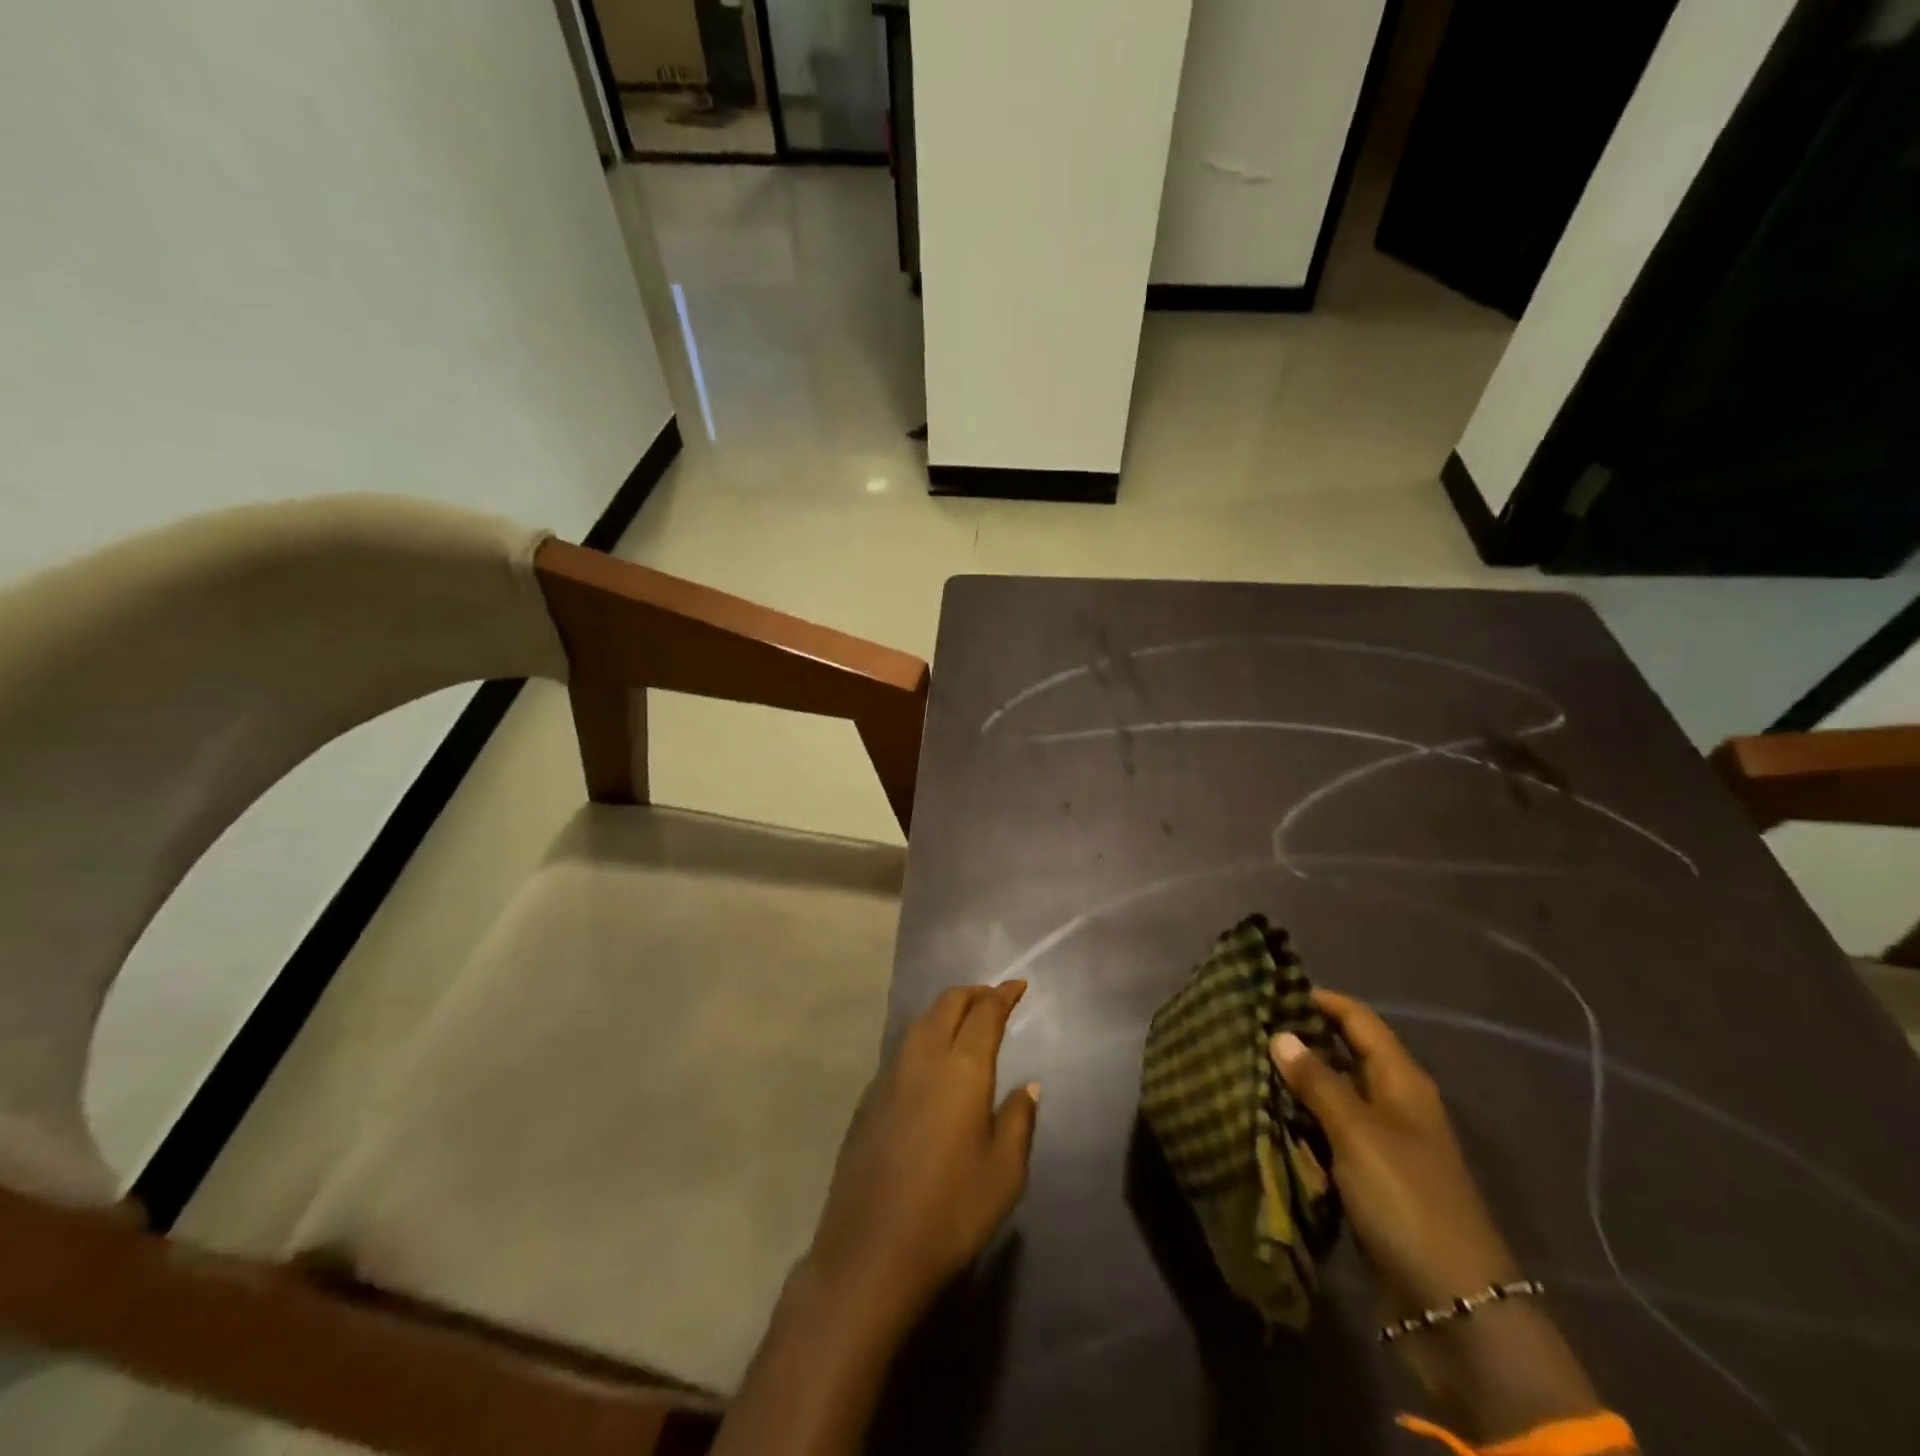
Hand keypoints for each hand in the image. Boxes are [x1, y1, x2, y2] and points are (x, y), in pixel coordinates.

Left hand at [805, 981, 1040, 1336]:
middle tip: (994, 999)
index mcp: (961, 1068)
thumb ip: (1018, 1121)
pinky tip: (931, 1063)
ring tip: (965, 1023)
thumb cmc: (951, 1212)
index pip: (985, 1013)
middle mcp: (923, 1058)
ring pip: (920, 1022)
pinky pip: (902, 1049)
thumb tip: (1028, 1086)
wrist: (871, 1251)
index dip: (1003, 995)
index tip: (1018, 986)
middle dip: (974, 994)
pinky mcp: (868, 1097)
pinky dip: (925, 1037)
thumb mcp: (1004, 1173)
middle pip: (948, 1004)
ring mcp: (889, 1075)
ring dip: (946, 1012)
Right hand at [1273, 991, 1602, 1441]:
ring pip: (1331, 1097)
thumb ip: (1318, 1083)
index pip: (1359, 1020)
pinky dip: (1298, 1122)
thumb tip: (1281, 1035)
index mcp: (1402, 1083)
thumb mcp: (1359, 1134)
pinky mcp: (1367, 1180)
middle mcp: (1393, 1105)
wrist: (1454, 1308)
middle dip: (1299, 1040)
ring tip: (1244, 1065)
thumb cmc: (1408, 1202)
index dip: (1320, 999)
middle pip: (1344, 1055)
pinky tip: (1263, 1116)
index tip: (1271, 987)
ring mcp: (1381, 1145)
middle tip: (1245, 1027)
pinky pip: (1326, 1136)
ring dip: (1294, 1083)